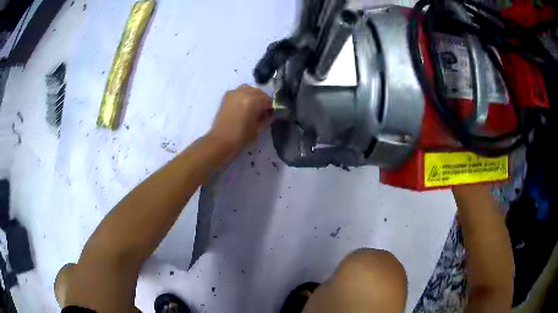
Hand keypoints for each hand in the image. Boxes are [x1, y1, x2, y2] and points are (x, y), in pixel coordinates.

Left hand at [209, 84, 272, 153]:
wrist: (220, 141)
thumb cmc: (241, 137)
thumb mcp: (258, 129)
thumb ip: (267, 118)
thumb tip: (272, 113)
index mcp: (253, 100)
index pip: (267, 99)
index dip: (271, 107)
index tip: (271, 114)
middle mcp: (243, 93)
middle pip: (259, 92)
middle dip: (263, 100)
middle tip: (263, 111)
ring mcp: (234, 93)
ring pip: (249, 89)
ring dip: (254, 96)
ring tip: (253, 107)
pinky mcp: (227, 97)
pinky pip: (239, 91)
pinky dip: (244, 95)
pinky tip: (244, 105)